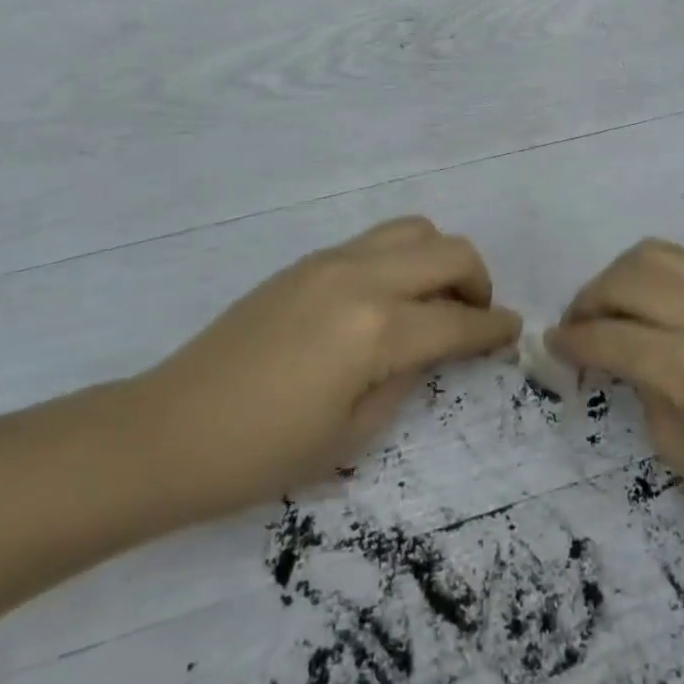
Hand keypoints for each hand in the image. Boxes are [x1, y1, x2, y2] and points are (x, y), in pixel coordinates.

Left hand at [132, 218, 520, 521]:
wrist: (170, 429)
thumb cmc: (263, 453)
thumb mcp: (353, 433)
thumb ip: (406, 377)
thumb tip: (431, 346)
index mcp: (376, 329)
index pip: (457, 320)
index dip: (494, 329)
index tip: (513, 333)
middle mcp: (360, 278)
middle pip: (448, 250)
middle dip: (477, 281)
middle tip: (474, 319)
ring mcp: (330, 260)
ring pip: (413, 230)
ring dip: (439, 259)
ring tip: (433, 302)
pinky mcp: (307, 261)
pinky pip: (375, 241)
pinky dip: (401, 259)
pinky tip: (388, 302)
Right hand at [549, 239, 683, 561]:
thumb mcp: (683, 453)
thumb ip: (642, 390)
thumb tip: (617, 356)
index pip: (610, 337)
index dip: (572, 341)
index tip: (551, 346)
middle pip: (626, 278)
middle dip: (588, 300)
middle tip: (577, 328)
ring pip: (656, 255)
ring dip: (620, 277)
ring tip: (611, 309)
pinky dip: (656, 278)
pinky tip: (653, 310)